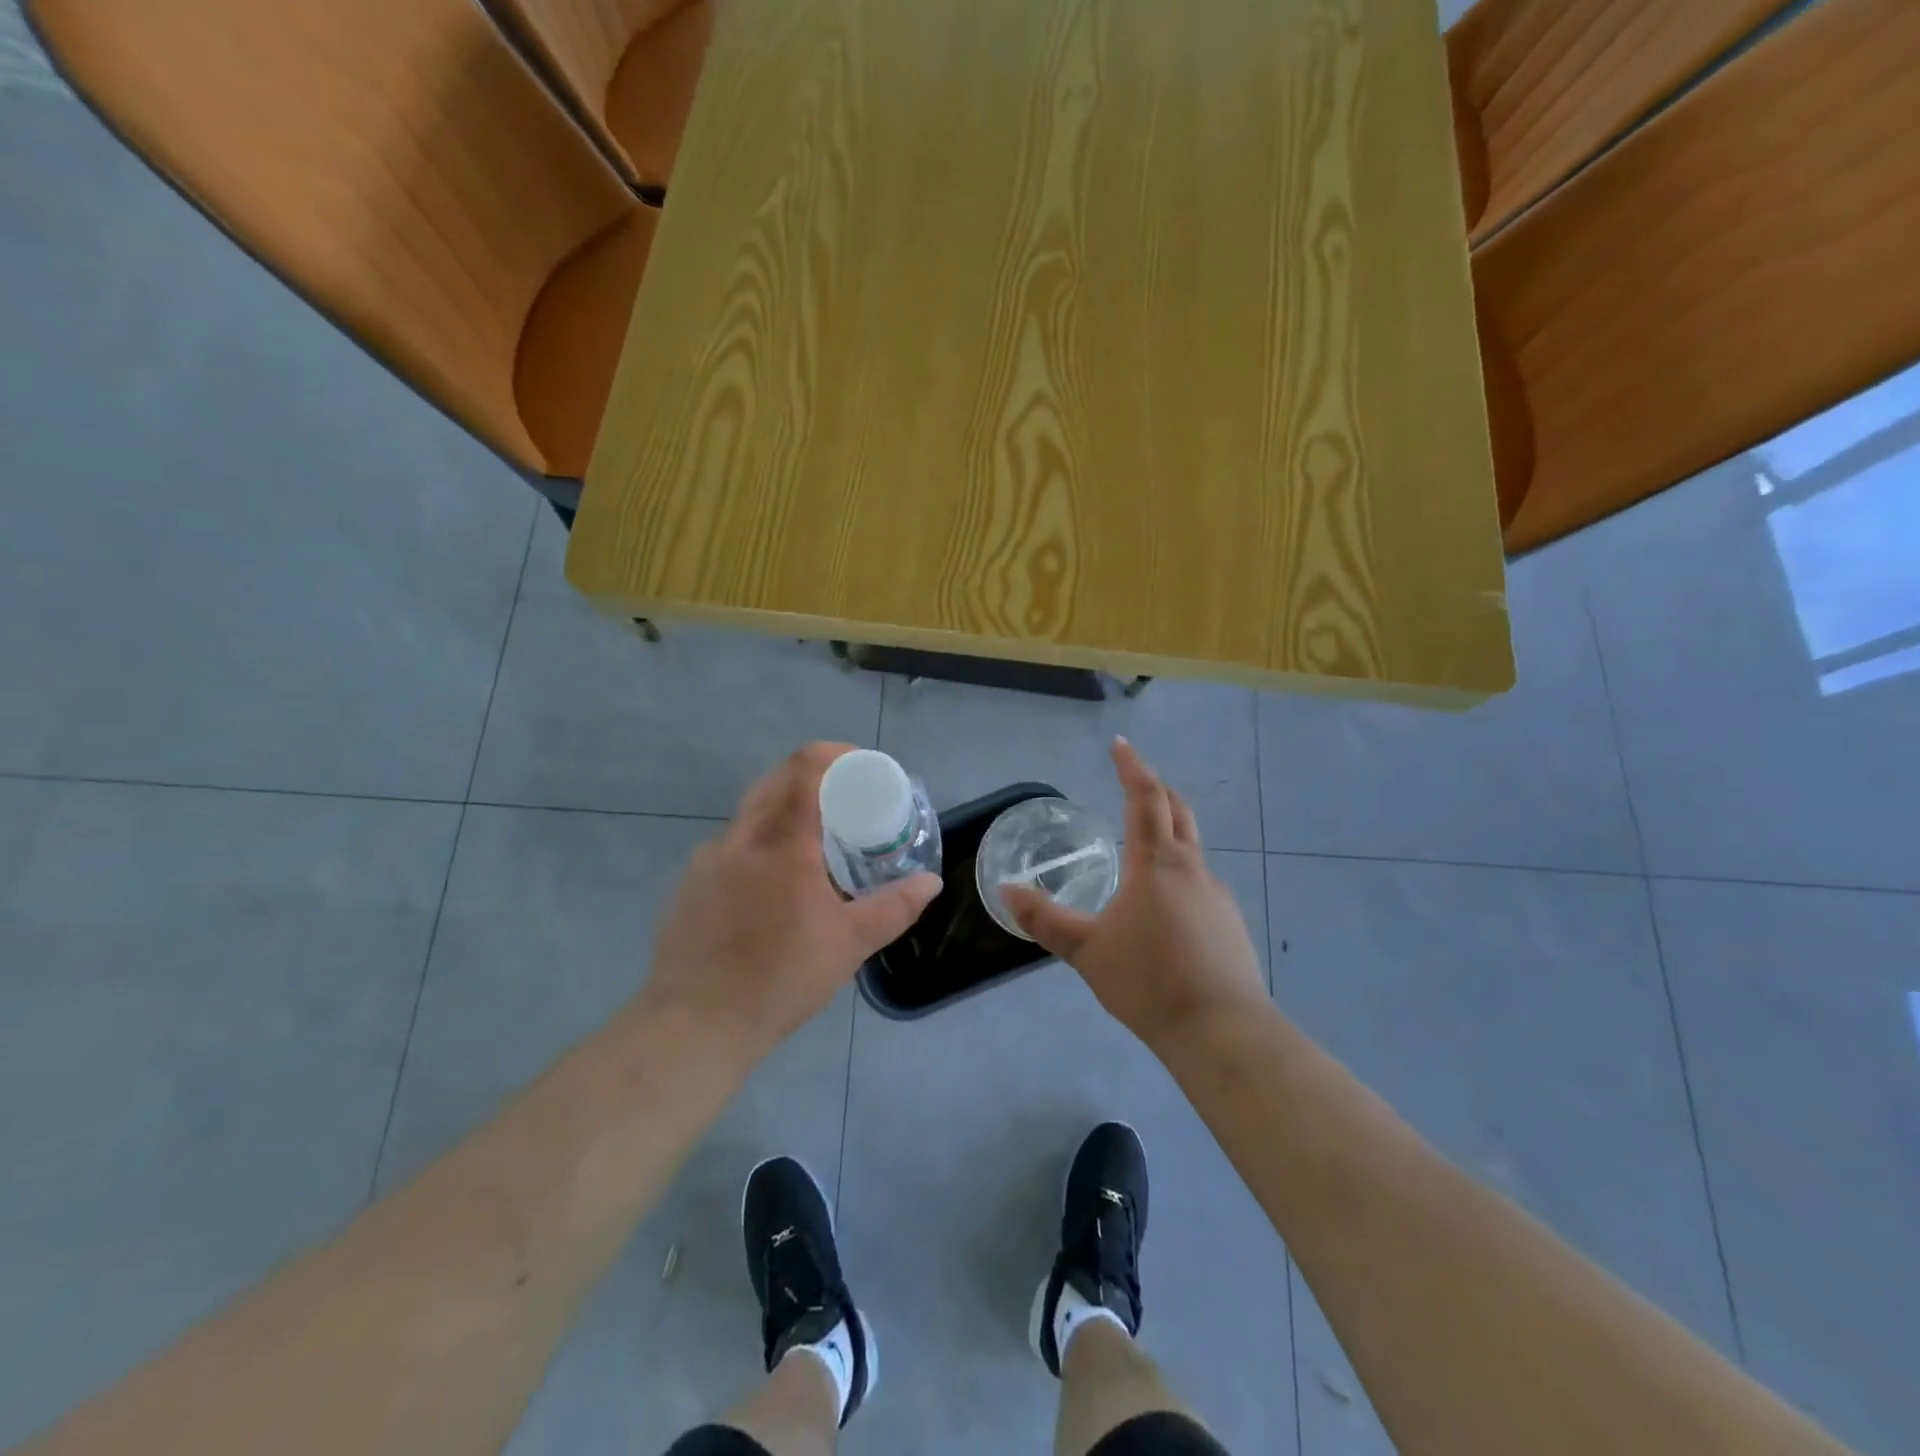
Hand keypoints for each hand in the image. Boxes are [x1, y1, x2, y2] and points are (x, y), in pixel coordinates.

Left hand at [646, 744, 941, 1058]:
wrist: (695, 1024)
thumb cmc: (780, 978)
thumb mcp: (850, 944)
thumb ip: (894, 908)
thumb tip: (931, 883)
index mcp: (782, 843)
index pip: (805, 769)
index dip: (834, 753)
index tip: (860, 766)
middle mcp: (741, 839)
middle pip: (775, 781)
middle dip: (812, 777)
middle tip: (843, 801)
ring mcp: (707, 861)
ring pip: (749, 814)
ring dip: (783, 812)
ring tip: (810, 846)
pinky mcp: (689, 885)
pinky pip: (729, 847)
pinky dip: (757, 845)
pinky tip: (769, 888)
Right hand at [1004, 739, 1267, 1051]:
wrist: (1222, 1030)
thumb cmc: (1148, 981)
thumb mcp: (1086, 951)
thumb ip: (1044, 919)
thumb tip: (1006, 891)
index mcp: (1156, 864)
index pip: (1145, 798)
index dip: (1132, 768)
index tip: (1120, 745)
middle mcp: (1192, 868)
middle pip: (1178, 810)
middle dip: (1156, 789)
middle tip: (1134, 781)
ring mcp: (1217, 894)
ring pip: (1192, 846)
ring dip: (1169, 830)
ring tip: (1143, 845)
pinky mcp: (1230, 922)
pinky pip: (1200, 880)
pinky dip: (1179, 870)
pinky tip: (1165, 905)